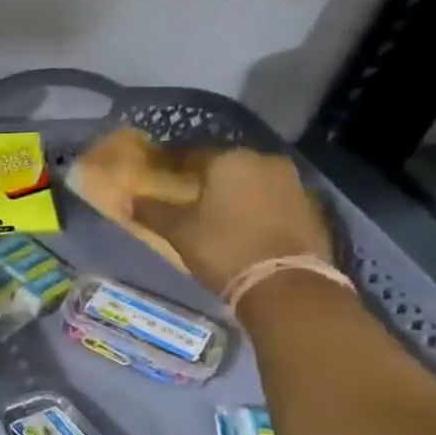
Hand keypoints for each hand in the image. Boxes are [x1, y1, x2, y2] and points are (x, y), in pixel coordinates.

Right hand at [129, 146, 332, 295]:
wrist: (286, 282)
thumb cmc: (224, 247)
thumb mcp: (179, 231)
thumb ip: (152, 211)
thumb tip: (128, 201)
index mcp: (229, 160)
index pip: (189, 151)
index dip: (167, 161)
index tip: (152, 169)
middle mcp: (263, 160)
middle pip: (222, 162)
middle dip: (200, 173)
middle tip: (179, 186)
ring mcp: (290, 181)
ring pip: (247, 177)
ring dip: (227, 186)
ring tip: (206, 203)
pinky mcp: (306, 203)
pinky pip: (266, 193)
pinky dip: (248, 200)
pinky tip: (235, 216)